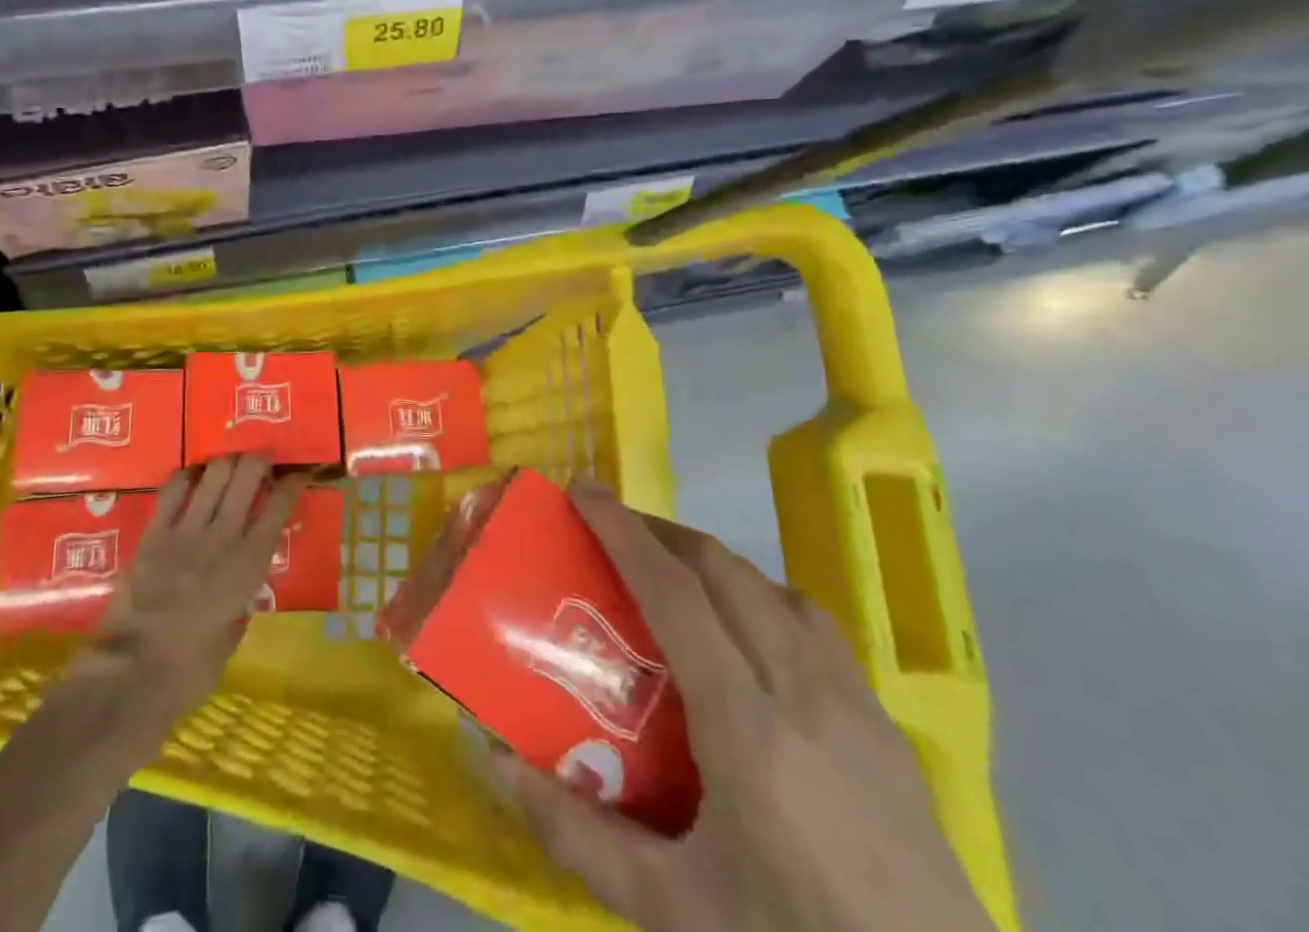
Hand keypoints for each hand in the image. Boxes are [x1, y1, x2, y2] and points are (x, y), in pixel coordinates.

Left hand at [96, 454, 302, 717]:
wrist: (132, 676)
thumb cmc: (189, 671)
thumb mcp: (232, 639)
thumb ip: (241, 605)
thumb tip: (241, 593)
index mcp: (250, 565)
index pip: (279, 505)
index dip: (292, 483)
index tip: (296, 475)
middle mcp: (224, 536)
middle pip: (248, 473)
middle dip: (259, 461)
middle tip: (260, 465)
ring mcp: (187, 530)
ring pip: (214, 471)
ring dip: (225, 464)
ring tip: (227, 470)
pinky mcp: (154, 532)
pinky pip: (173, 487)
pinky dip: (187, 477)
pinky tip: (191, 481)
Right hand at [496, 487, 994, 931]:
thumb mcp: (673, 913)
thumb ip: (576, 835)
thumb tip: (497, 762)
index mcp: (745, 726)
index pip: (675, 591)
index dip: (623, 531)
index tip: (582, 493)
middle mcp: (801, 689)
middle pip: (722, 569)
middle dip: (659, 532)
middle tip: (609, 532)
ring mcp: (852, 701)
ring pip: (769, 586)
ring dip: (709, 560)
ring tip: (668, 574)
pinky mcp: (884, 723)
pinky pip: (809, 622)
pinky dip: (757, 595)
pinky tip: (742, 635)